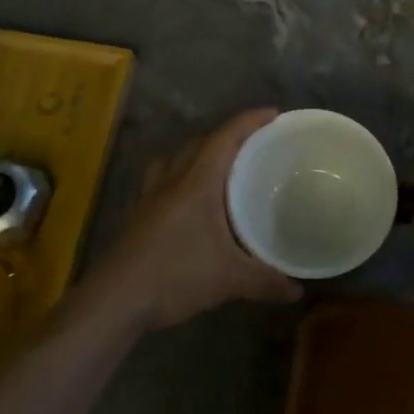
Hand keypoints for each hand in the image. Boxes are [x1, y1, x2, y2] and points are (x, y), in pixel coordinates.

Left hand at [84, 109, 301, 330]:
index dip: (250, 121)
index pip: (226, 136)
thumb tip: (297, 291)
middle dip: (227, 137)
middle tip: (254, 147)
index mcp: (197, 180)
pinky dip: (178, 179)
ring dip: (198, 155)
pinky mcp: (137, 214)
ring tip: (219, 170)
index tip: (274, 114)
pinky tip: (187, 202)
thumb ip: (266, 280)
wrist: (115, 299)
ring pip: (175, 159)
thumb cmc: (175, 275)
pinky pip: (160, 181)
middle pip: (200, 143)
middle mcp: (172, 178)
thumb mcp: (229, 279)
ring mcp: (149, 195)